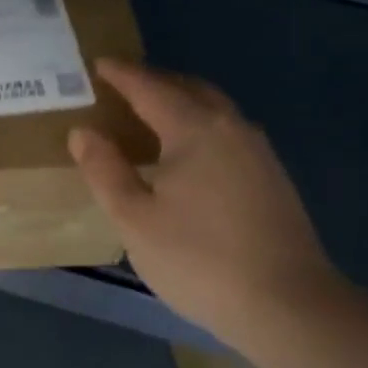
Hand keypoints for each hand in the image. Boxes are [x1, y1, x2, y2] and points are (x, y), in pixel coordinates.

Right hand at [68, 60, 340, 358]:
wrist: (285, 303)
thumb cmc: (198, 259)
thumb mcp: (135, 219)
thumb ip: (105, 171)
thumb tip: (83, 132)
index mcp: (195, 130)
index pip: (150, 88)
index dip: (121, 75)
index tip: (97, 64)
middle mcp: (231, 128)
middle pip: (189, 89)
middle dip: (154, 82)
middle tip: (121, 86)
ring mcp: (258, 152)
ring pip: (213, 110)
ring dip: (180, 103)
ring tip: (149, 116)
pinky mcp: (271, 177)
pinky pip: (227, 133)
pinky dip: (199, 126)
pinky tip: (186, 155)